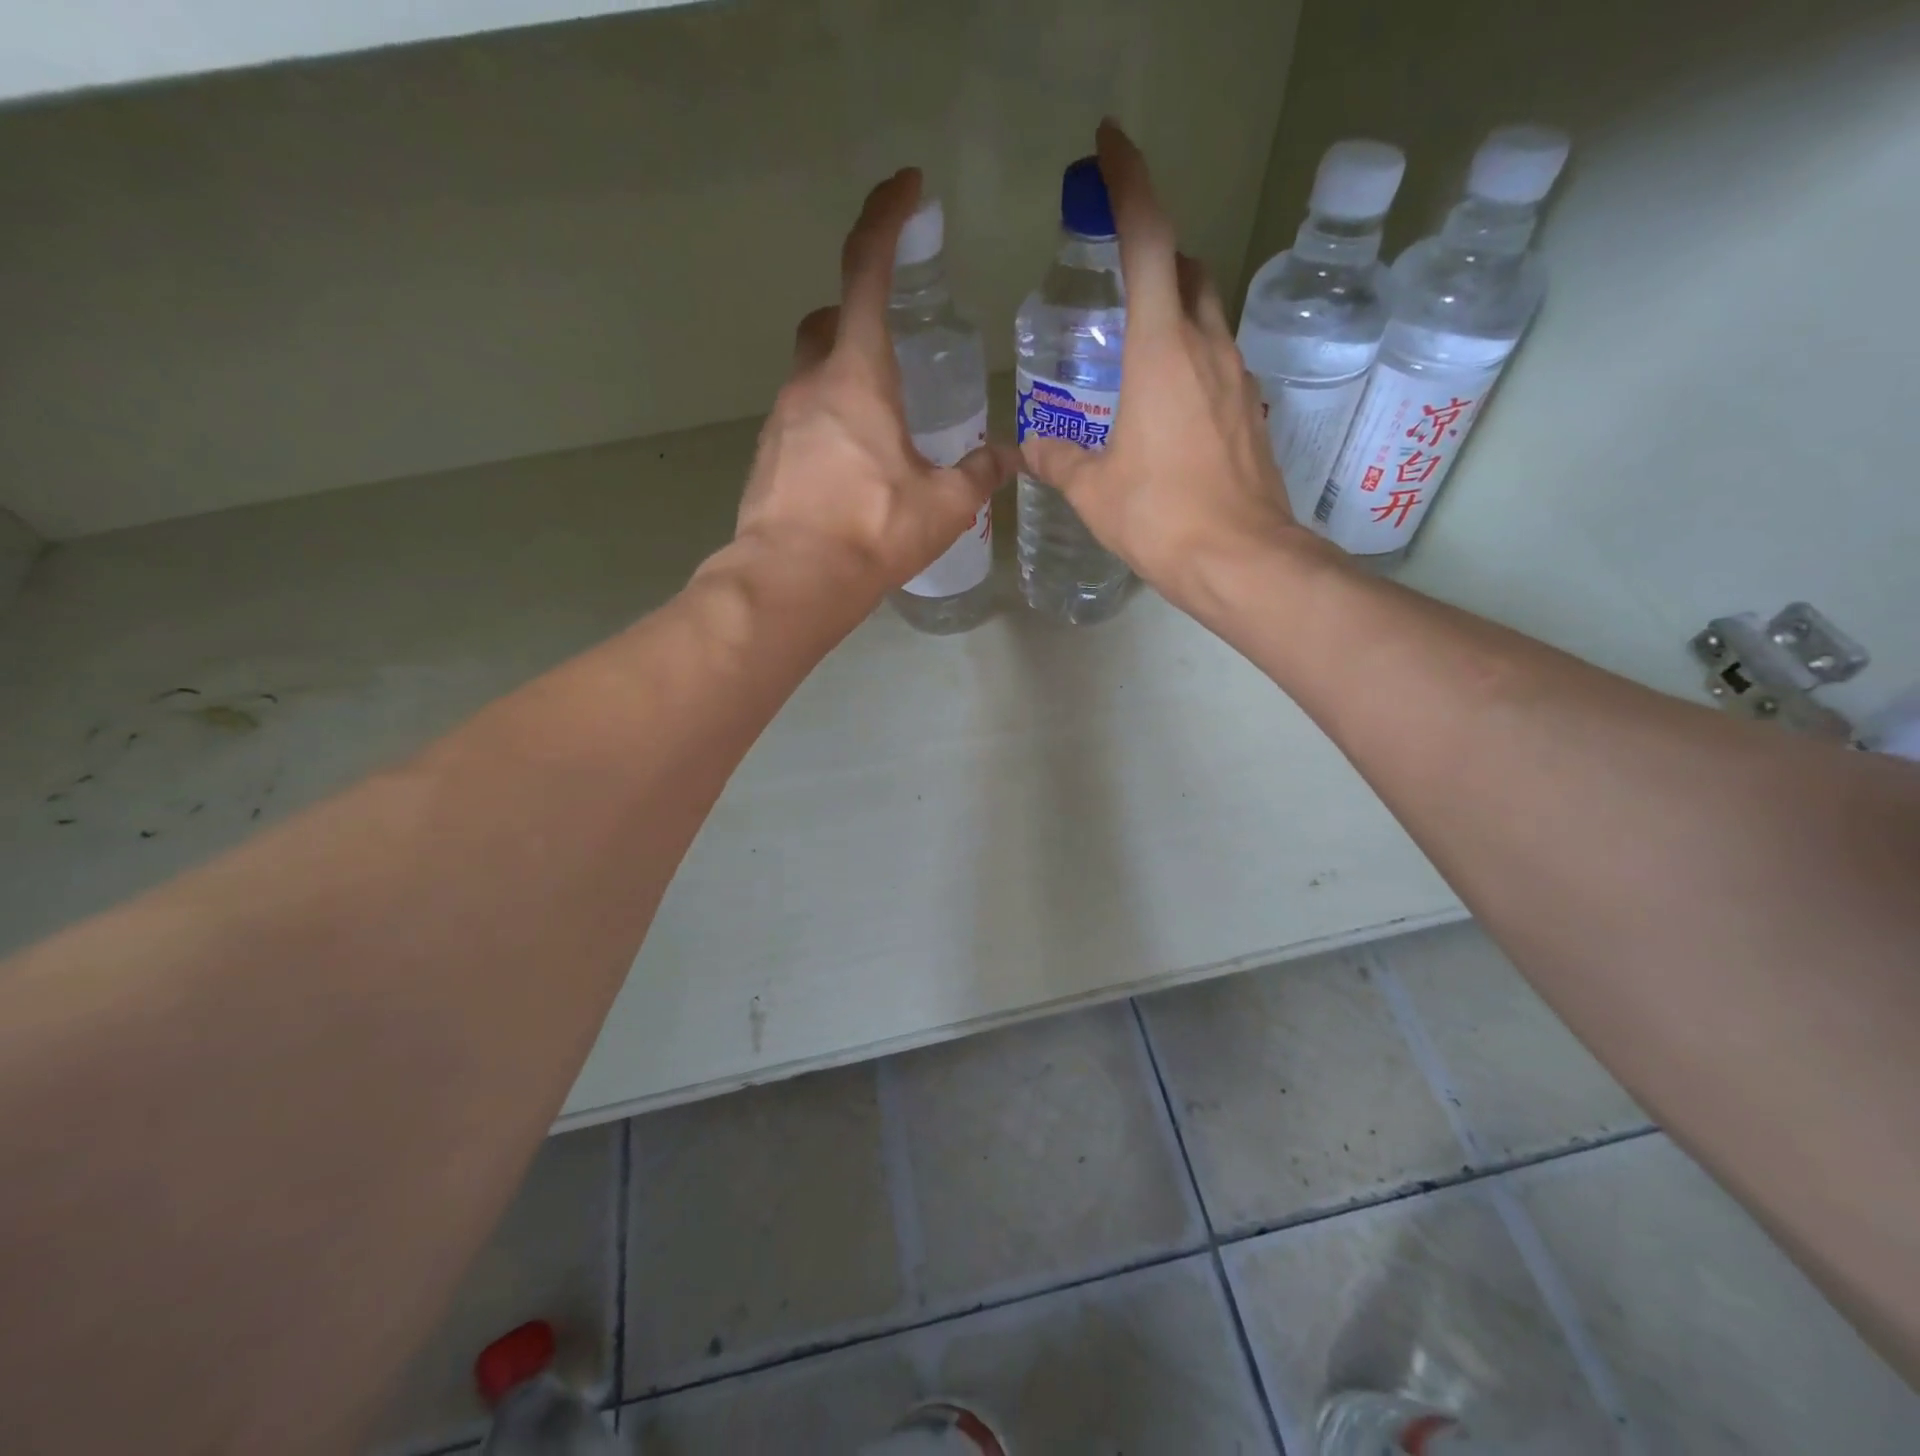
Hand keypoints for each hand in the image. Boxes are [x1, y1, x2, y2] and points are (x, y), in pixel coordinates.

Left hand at [734, 168, 1015, 602]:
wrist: (791, 582)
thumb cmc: (872, 531)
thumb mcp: (944, 505)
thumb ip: (978, 474)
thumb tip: (1008, 458)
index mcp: (857, 376)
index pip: (867, 271)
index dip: (886, 219)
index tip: (906, 188)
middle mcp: (810, 385)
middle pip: (828, 322)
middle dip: (857, 316)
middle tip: (893, 345)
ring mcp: (780, 422)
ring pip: (810, 376)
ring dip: (842, 382)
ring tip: (881, 429)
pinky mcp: (766, 460)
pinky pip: (798, 424)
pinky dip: (825, 428)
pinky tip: (850, 471)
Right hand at [1018, 122, 1313, 613]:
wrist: (1242, 560)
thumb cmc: (1162, 517)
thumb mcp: (1094, 491)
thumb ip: (1059, 460)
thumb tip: (1030, 449)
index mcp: (1162, 350)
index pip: (1150, 240)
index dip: (1129, 184)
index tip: (1109, 147)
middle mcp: (1207, 347)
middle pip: (1188, 268)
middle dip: (1156, 251)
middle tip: (1117, 271)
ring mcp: (1237, 378)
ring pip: (1207, 314)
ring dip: (1175, 307)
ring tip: (1133, 345)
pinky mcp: (1251, 410)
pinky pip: (1217, 361)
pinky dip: (1190, 357)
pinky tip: (1165, 400)